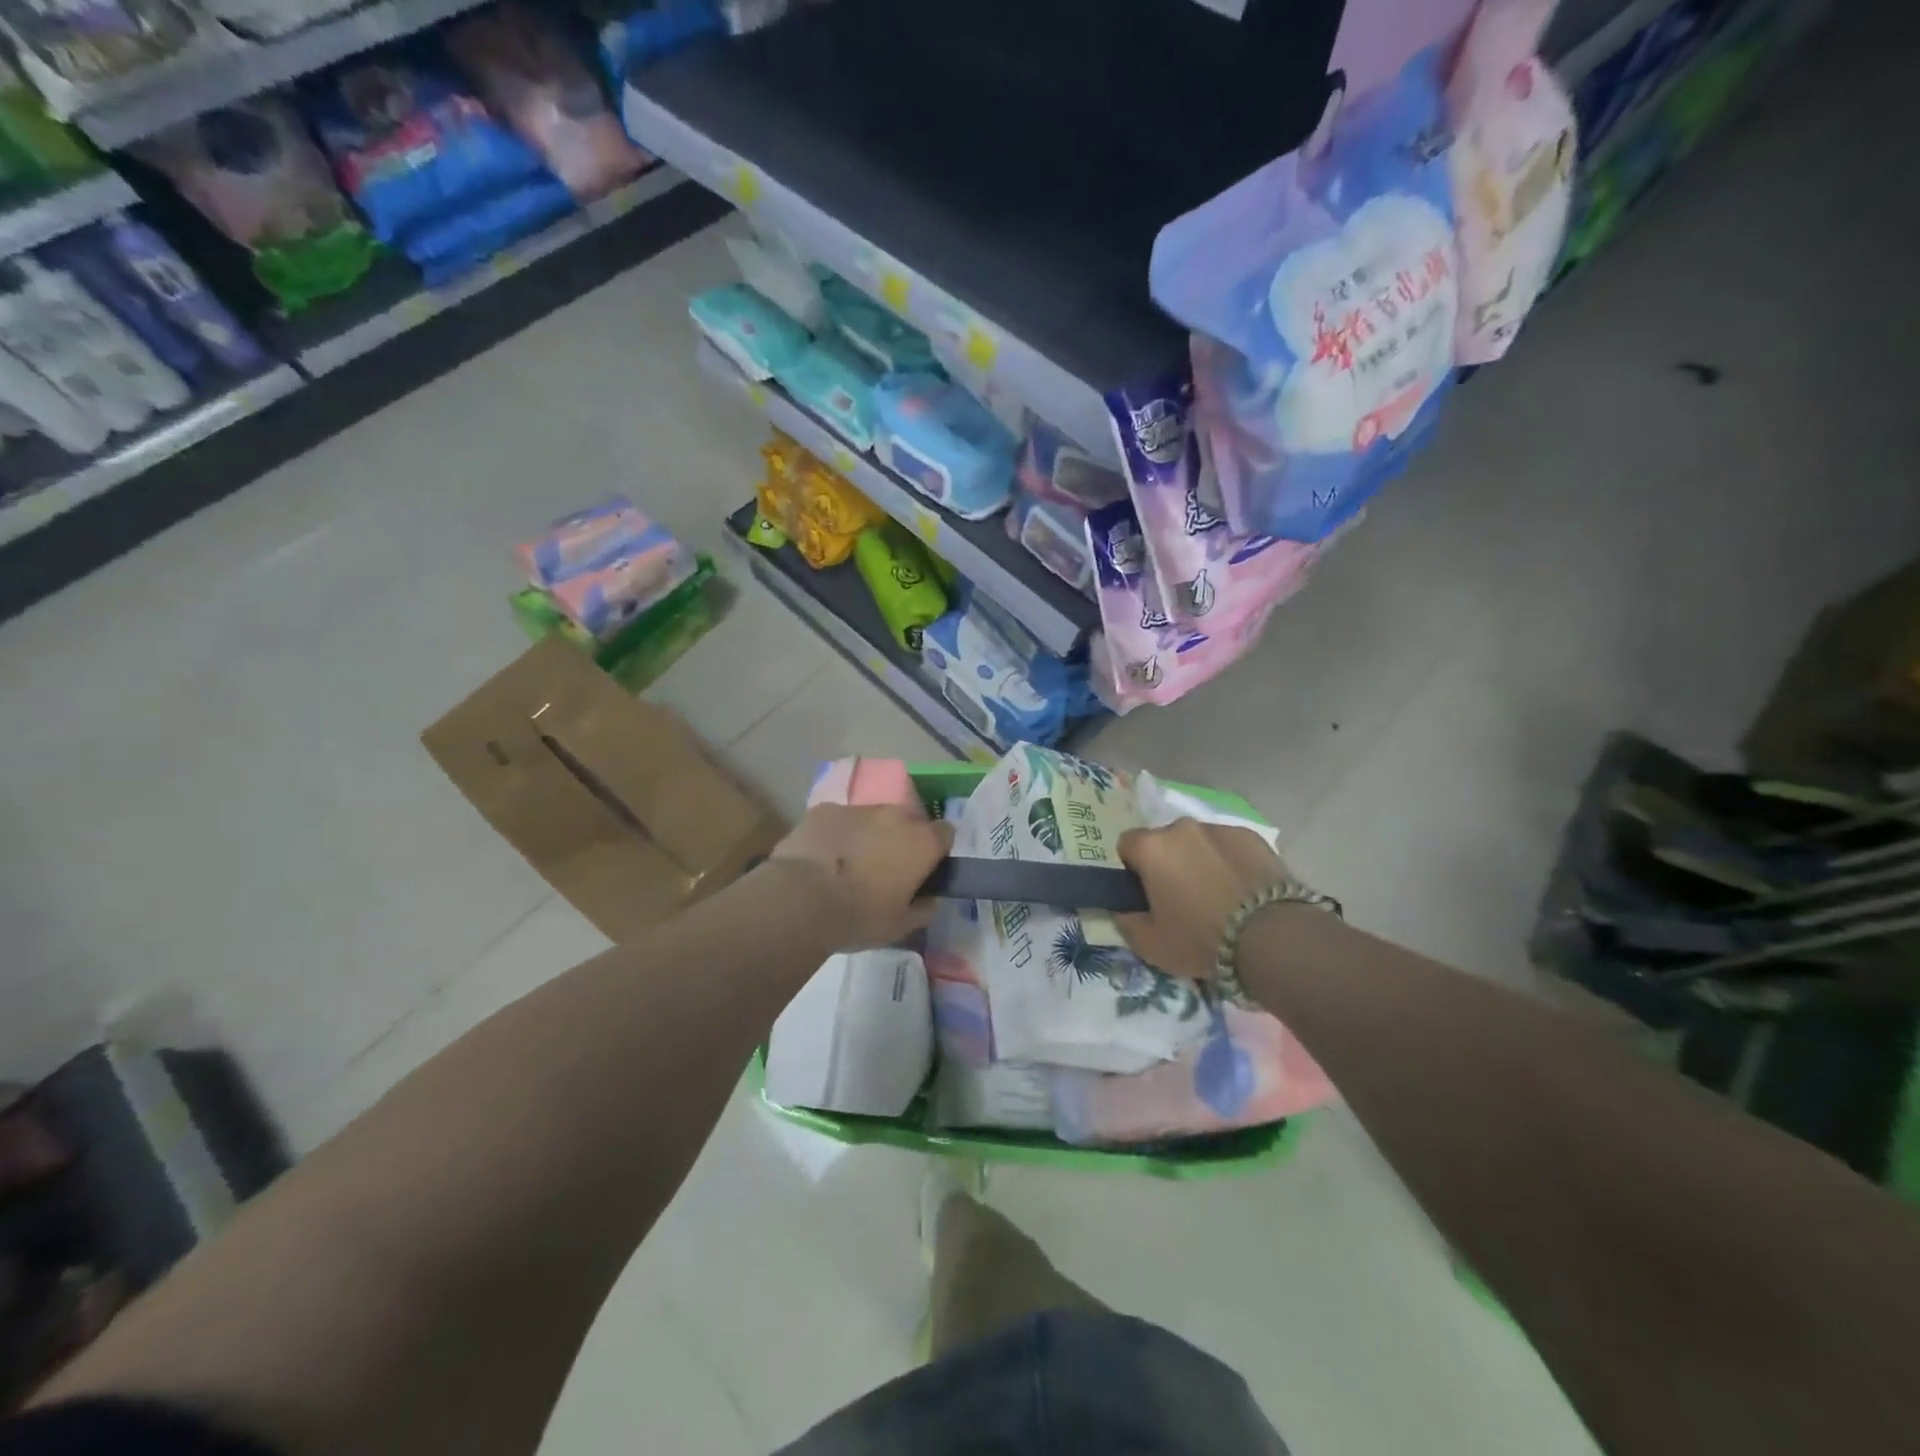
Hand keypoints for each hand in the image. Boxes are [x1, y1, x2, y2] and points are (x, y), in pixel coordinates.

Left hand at [767, 804, 955, 950]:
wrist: (801, 901)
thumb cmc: (860, 917)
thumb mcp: (900, 926)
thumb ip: (923, 908)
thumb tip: (930, 899)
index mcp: (922, 842)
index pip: (945, 833)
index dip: (936, 850)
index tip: (924, 869)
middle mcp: (895, 816)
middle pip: (908, 821)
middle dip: (901, 839)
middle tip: (885, 868)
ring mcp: (858, 808)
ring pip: (872, 818)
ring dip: (868, 835)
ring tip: (848, 864)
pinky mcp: (824, 809)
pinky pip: (839, 820)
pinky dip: (837, 834)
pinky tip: (821, 858)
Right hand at [1116, 819, 1290, 982]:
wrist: (1272, 937)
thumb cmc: (1200, 939)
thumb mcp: (1149, 944)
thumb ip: (1125, 920)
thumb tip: (1121, 908)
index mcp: (1151, 847)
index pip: (1126, 845)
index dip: (1132, 870)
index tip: (1145, 894)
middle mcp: (1182, 828)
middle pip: (1164, 841)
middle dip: (1167, 863)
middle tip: (1181, 898)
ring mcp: (1220, 828)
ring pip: (1198, 842)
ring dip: (1199, 861)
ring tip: (1217, 896)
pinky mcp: (1252, 836)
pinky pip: (1229, 846)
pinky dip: (1229, 862)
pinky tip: (1242, 890)